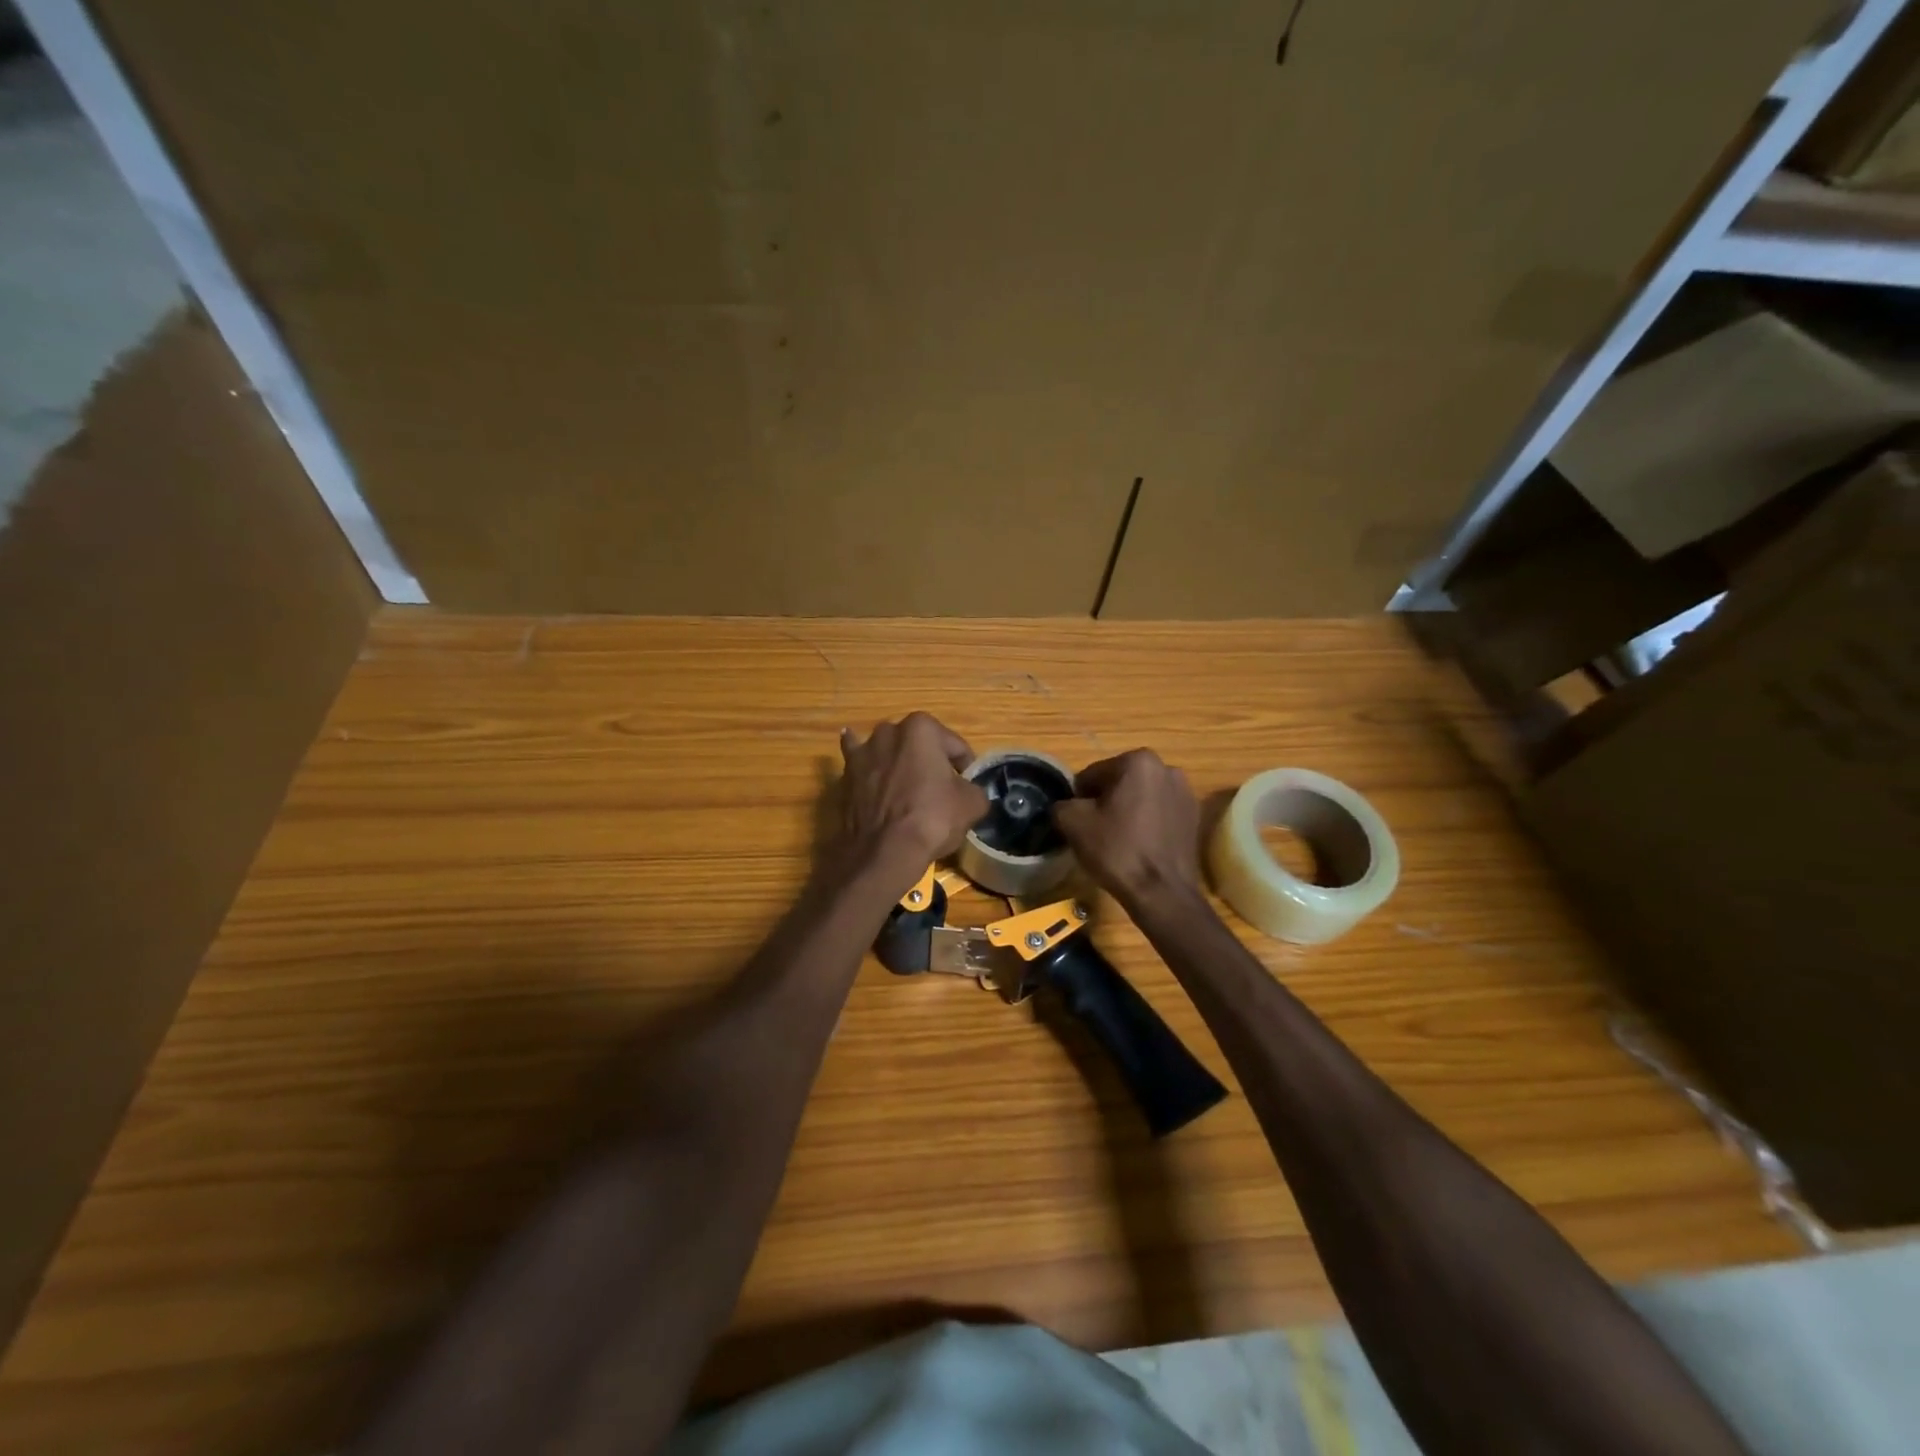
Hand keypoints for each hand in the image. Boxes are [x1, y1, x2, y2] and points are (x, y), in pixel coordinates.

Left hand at [836, 714, 988, 884]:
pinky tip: (863, 757)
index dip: (965, 767)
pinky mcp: (845, 775)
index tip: (967, 786)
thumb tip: (968, 792)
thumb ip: (974, 789)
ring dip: (898, 762)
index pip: (955, 746)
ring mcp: (864, 752)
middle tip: (940, 790)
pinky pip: (857, 762)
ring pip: (889, 752)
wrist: (885, 851)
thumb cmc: (933, 818)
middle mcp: (889, 731)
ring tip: (907, 785)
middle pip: (920, 746)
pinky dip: (863, 761)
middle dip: (930, 762)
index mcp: (922, 728)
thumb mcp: (972, 804)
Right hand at [1052, 750, 1204, 914]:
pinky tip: (1139, 847)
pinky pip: (1159, 814)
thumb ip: (1062, 804)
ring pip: (1141, 798)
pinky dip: (1147, 824)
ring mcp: (1186, 793)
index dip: (1079, 798)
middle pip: (1119, 783)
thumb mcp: (1072, 823)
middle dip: (1106, 802)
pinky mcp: (1195, 818)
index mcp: (1138, 761)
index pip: (1093, 774)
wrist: (1162, 893)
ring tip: (1119, 840)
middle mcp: (1167, 768)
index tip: (1077, 821)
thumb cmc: (1116, 850)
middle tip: (1095, 831)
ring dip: (1127, 811)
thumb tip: (1066, 806)